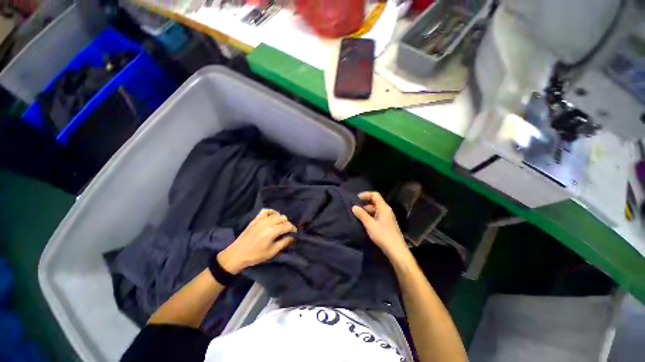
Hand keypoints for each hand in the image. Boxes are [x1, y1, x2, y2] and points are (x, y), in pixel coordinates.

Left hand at [217, 209, 296, 273]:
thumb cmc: (255, 255)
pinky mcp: (255, 219)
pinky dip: (271, 212)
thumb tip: (292, 237)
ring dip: (281, 218)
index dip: (293, 228)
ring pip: (276, 214)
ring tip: (280, 225)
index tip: (294, 233)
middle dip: (287, 224)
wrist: (236, 255)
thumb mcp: (272, 252)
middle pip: (283, 218)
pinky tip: (272, 217)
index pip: (287, 225)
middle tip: (287, 231)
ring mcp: (261, 220)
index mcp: (272, 231)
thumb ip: (284, 243)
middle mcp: (268, 223)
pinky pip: (265, 211)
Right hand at [352, 192, 410, 261]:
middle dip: (364, 204)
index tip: (357, 198)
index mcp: (383, 208)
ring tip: (358, 216)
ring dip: (366, 211)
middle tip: (355, 209)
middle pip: (375, 202)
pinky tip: (364, 222)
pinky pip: (377, 216)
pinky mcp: (387, 223)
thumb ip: (361, 214)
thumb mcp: (370, 224)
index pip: (375, 195)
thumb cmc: (383, 235)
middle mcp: (386, 210)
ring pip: (375, 210)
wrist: (396, 250)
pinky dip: (370, 216)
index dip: (366, 194)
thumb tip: (354, 207)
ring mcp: (387, 217)